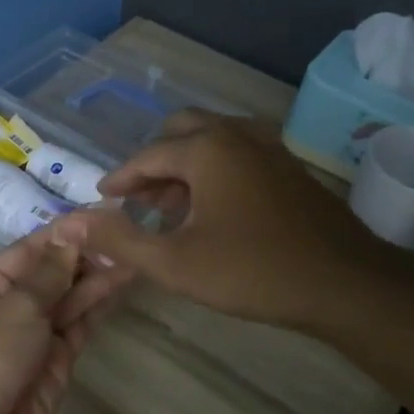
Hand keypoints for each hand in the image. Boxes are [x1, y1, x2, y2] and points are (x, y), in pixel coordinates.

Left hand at [0, 228, 124, 413]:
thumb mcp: (13, 307)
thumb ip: (48, 273)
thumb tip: (71, 232)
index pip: (29, 250)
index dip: (65, 233)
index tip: (102, 214)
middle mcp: (6, 307)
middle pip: (51, 274)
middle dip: (85, 255)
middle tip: (129, 232)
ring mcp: (32, 336)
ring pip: (69, 299)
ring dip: (97, 277)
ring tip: (134, 252)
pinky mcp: (55, 362)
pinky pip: (78, 327)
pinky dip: (97, 306)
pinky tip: (121, 283)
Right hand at [51, 110, 386, 332]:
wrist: (344, 283)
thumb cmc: (251, 271)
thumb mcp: (173, 262)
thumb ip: (119, 240)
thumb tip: (70, 223)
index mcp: (206, 149)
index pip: (148, 156)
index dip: (120, 179)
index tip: (103, 199)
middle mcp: (237, 135)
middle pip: (182, 130)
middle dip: (154, 162)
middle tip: (137, 198)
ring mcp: (270, 148)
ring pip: (213, 140)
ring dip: (185, 164)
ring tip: (170, 206)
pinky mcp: (290, 167)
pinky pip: (239, 153)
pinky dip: (215, 169)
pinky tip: (213, 208)